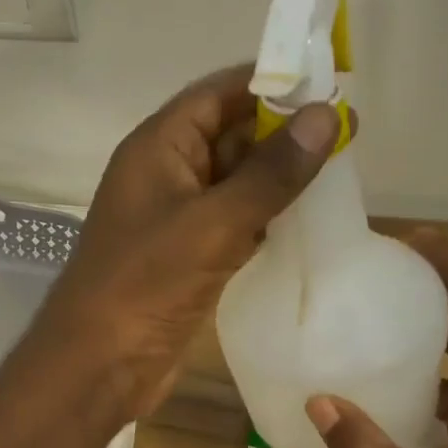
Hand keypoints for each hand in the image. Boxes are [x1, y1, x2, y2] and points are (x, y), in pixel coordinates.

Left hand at [37, 63, 340, 422]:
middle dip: (282, 132)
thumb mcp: (212, 223)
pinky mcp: (189, 257)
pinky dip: (267, 217)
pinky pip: (234, 222)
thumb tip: (325, 115)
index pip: (217, 94)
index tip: (327, 83)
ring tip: (341, 171)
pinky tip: (308, 220)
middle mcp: (166, 174)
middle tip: (349, 132)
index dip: (269, 83)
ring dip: (279, 177)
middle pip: (229, 135)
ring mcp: (177, 218)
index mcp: (157, 147)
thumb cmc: (145, 283)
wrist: (99, 365)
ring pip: (235, 182)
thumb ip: (269, 173)